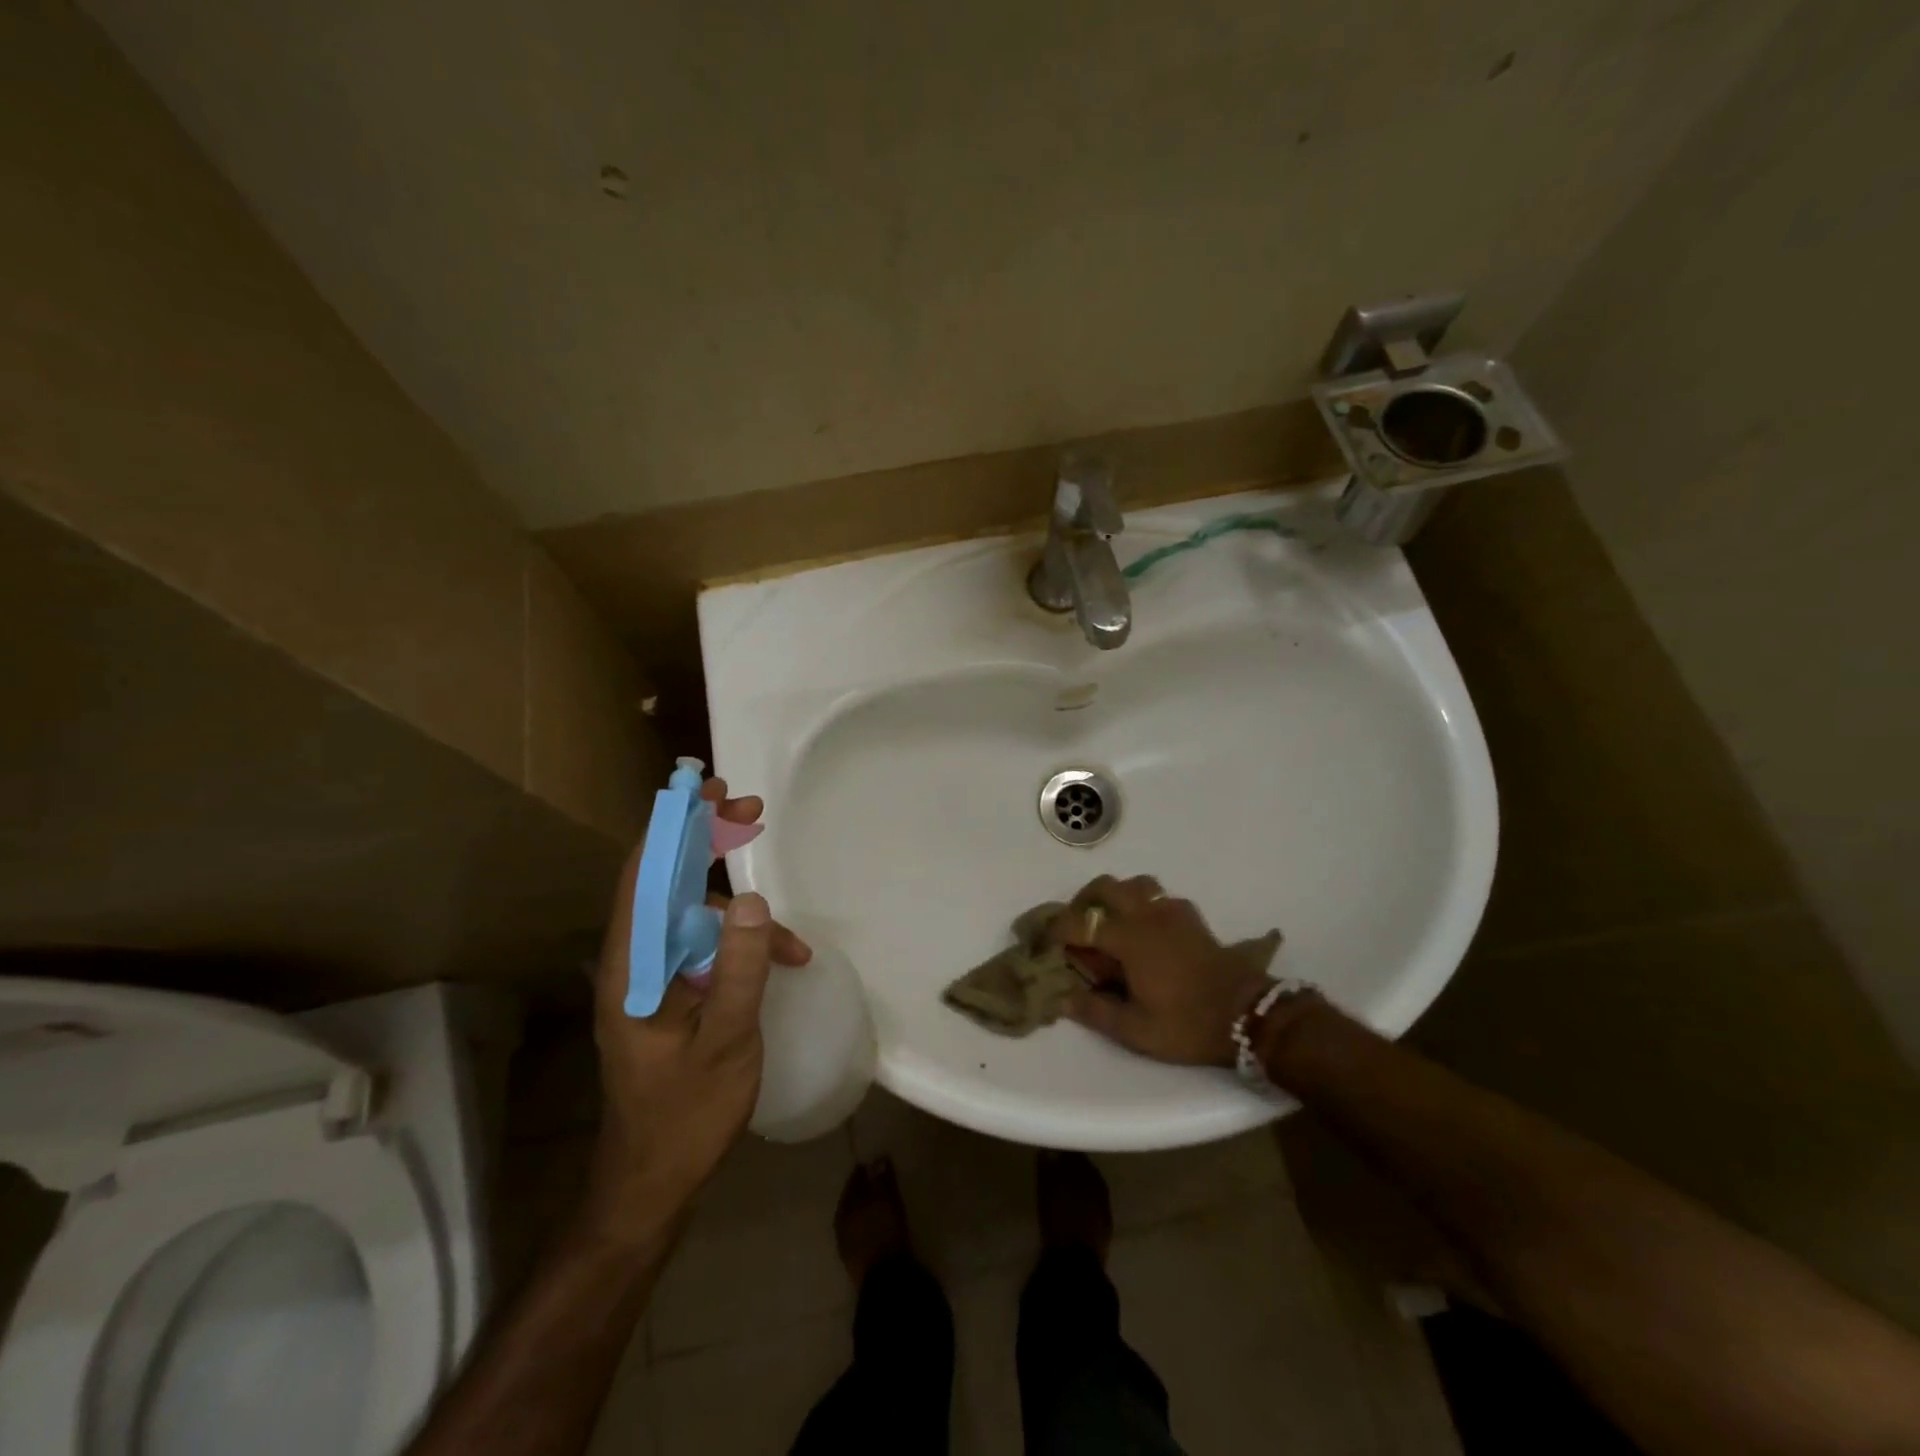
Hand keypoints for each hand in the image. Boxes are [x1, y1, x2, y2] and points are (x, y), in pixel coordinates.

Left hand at [582, 779, 811, 1240]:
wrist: (652, 1182)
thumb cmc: (685, 1115)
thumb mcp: (726, 1043)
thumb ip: (740, 971)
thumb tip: (756, 902)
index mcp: (633, 967)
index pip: (644, 876)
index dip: (672, 826)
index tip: (706, 790)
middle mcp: (635, 962)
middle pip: (666, 881)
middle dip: (706, 843)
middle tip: (749, 812)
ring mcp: (652, 979)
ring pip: (692, 917)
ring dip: (739, 912)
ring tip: (793, 942)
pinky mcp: (670, 995)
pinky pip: (705, 949)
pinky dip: (742, 946)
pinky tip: (782, 965)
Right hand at [1052, 875, 1272, 1066]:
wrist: (1249, 1016)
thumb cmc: (1189, 1024)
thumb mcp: (1137, 1030)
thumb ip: (1096, 1012)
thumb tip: (1063, 998)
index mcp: (1129, 939)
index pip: (1080, 922)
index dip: (1056, 930)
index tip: (1044, 943)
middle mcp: (1147, 915)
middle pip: (1105, 886)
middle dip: (1083, 901)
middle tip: (1076, 927)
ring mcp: (1172, 912)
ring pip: (1135, 884)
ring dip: (1116, 897)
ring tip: (1110, 923)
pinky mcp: (1192, 918)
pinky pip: (1159, 897)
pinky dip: (1144, 905)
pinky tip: (1146, 931)